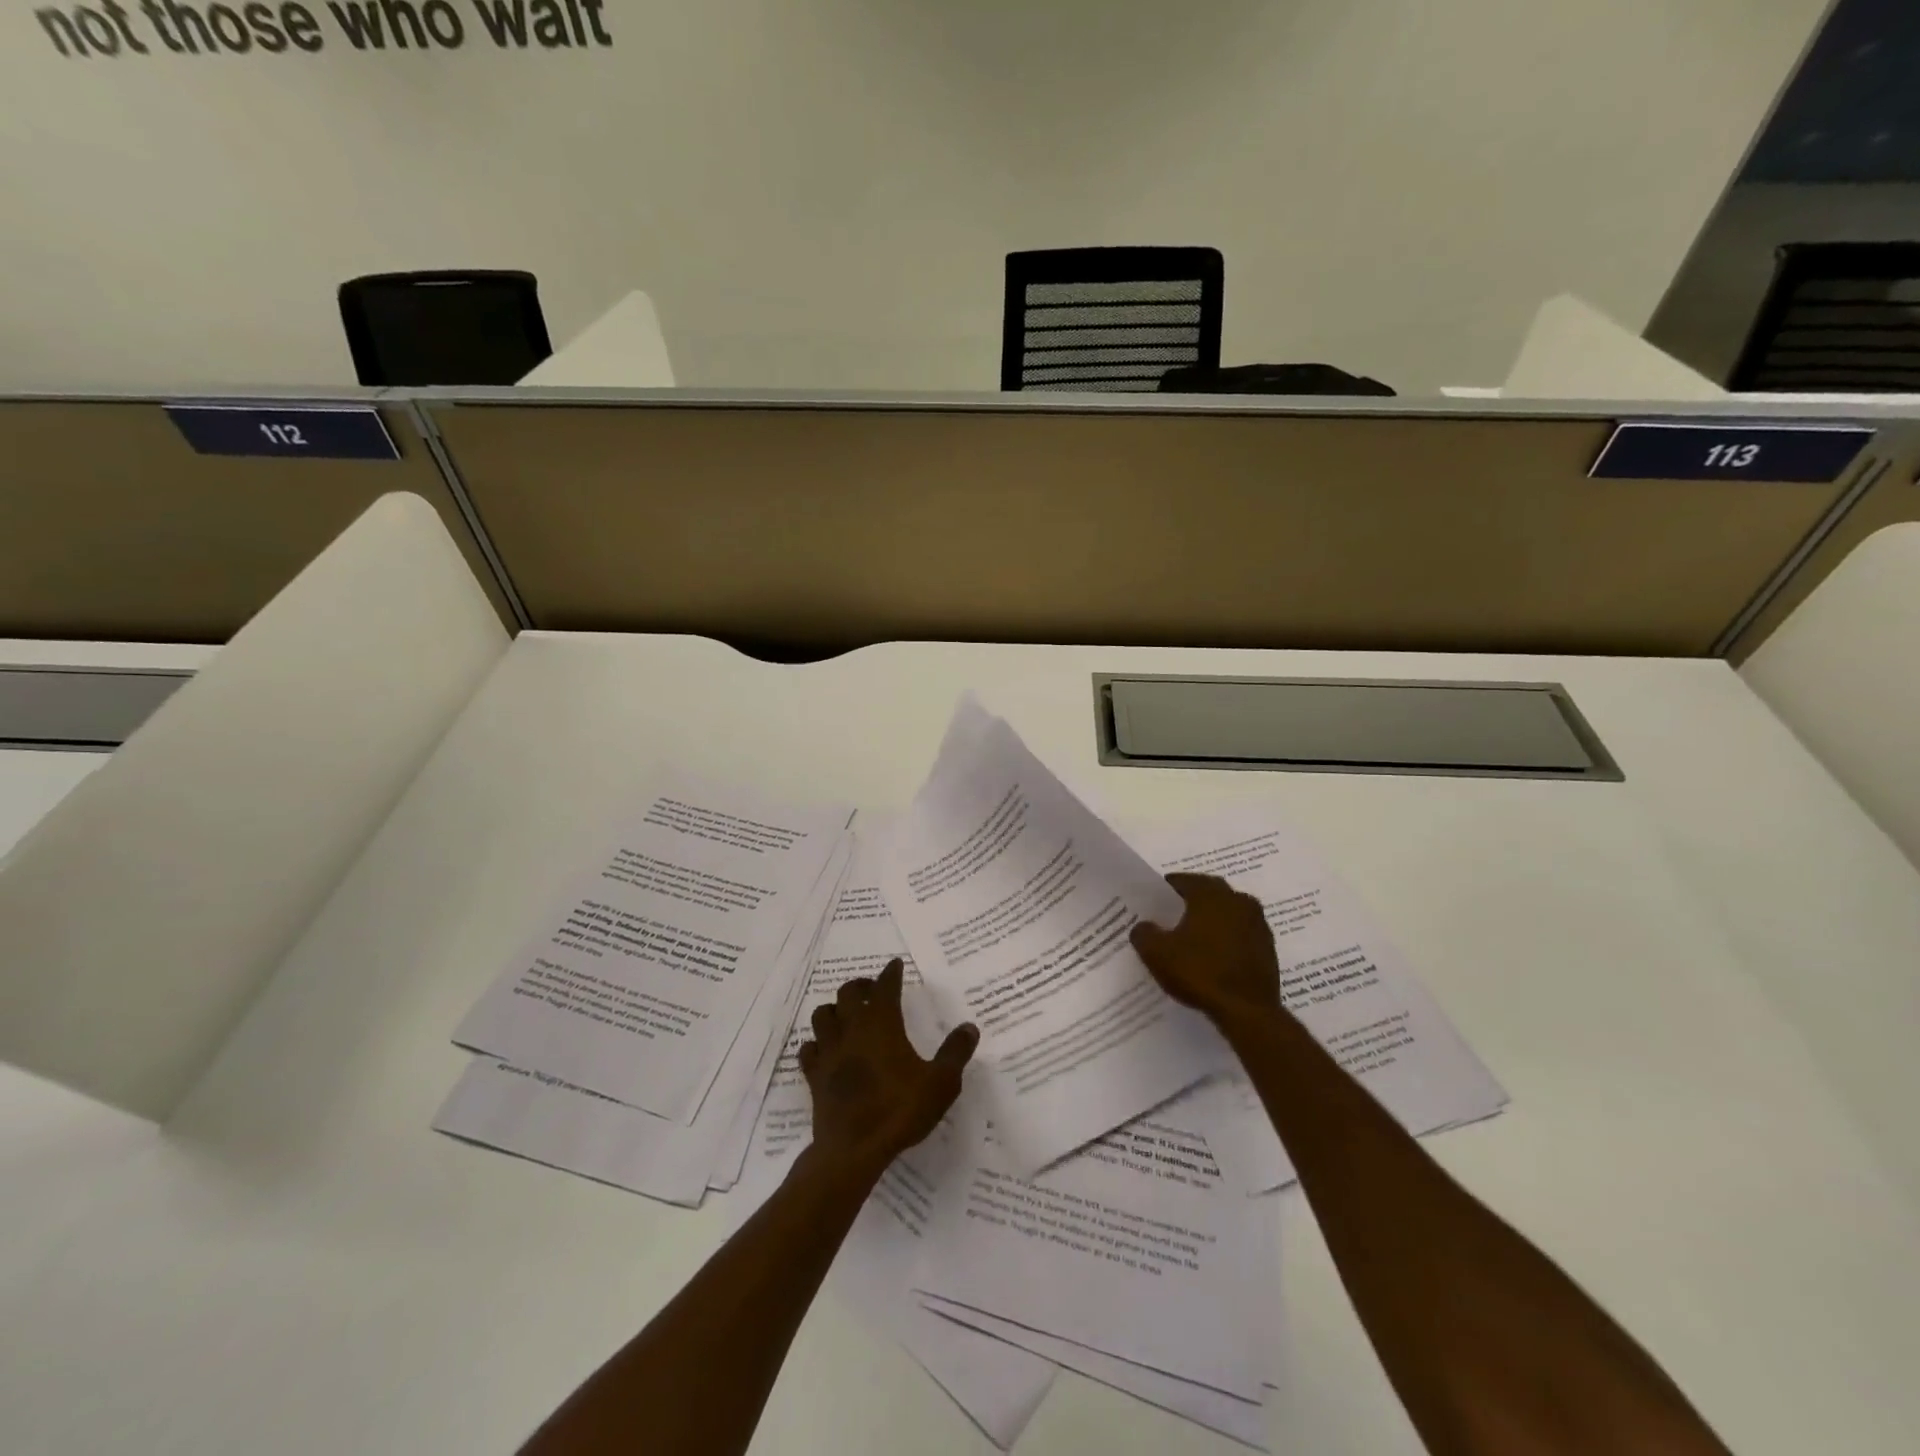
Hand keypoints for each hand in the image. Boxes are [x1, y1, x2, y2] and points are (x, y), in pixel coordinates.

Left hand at [799, 959, 977, 1177]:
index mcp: (882, 1025)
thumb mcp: (941, 1083)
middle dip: (860, 986)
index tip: (895, 965)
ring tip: (847, 1016)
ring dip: (834, 1010)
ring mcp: (829, 1052)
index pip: (885, 987)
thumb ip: (955, 1053)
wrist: (854, 1149)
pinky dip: (816, 1044)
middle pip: (847, 993)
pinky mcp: (815, 1076)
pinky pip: (809, 1049)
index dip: (890, 974)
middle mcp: (852, 1030)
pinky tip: (826, 1049)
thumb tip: (969, 1027)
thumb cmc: (900, 1110)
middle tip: (873, 990)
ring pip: (822, 1015)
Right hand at [1130, 873, 1282, 1031]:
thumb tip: (1144, 927)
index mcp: (1211, 894)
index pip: (1183, 881)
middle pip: (1209, 893)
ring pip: (1227, 913)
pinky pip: (1240, 934)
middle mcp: (1238, 900)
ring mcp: (1258, 924)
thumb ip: (1144, 933)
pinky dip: (1226, 940)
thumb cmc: (1199, 972)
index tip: (1153, 903)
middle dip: (1190, 902)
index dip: (1165, 890)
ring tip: (1192, 939)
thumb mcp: (1156, 953)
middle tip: (1171, 918)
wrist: (1247, 1011)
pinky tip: (1212, 957)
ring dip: (1211, 921)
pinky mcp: (1268, 948)